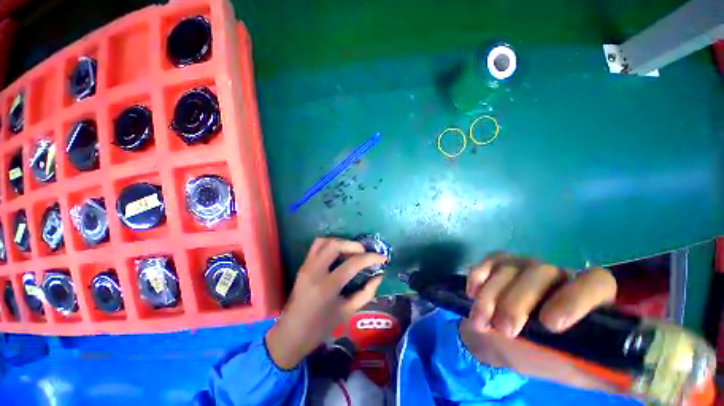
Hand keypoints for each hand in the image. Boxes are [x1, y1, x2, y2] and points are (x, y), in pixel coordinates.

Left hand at [265, 238, 386, 369]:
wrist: (291, 333)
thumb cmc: (321, 328)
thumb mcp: (347, 312)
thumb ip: (366, 293)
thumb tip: (379, 276)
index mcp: (327, 287)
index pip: (352, 264)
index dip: (370, 258)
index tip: (382, 257)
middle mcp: (314, 272)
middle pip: (335, 245)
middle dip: (354, 245)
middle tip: (365, 252)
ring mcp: (306, 266)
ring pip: (325, 241)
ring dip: (342, 242)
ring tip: (352, 251)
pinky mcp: (303, 265)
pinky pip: (317, 245)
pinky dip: (330, 243)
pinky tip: (338, 252)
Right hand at [459, 253, 618, 391]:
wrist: (500, 339)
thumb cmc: (541, 356)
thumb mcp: (576, 370)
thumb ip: (611, 374)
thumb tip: (669, 394)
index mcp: (583, 298)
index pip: (596, 281)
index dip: (577, 298)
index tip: (551, 325)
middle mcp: (555, 274)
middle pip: (540, 273)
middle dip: (518, 302)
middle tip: (505, 330)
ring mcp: (522, 264)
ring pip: (508, 270)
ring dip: (490, 297)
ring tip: (480, 323)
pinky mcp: (496, 262)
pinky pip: (486, 263)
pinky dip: (478, 278)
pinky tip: (471, 294)